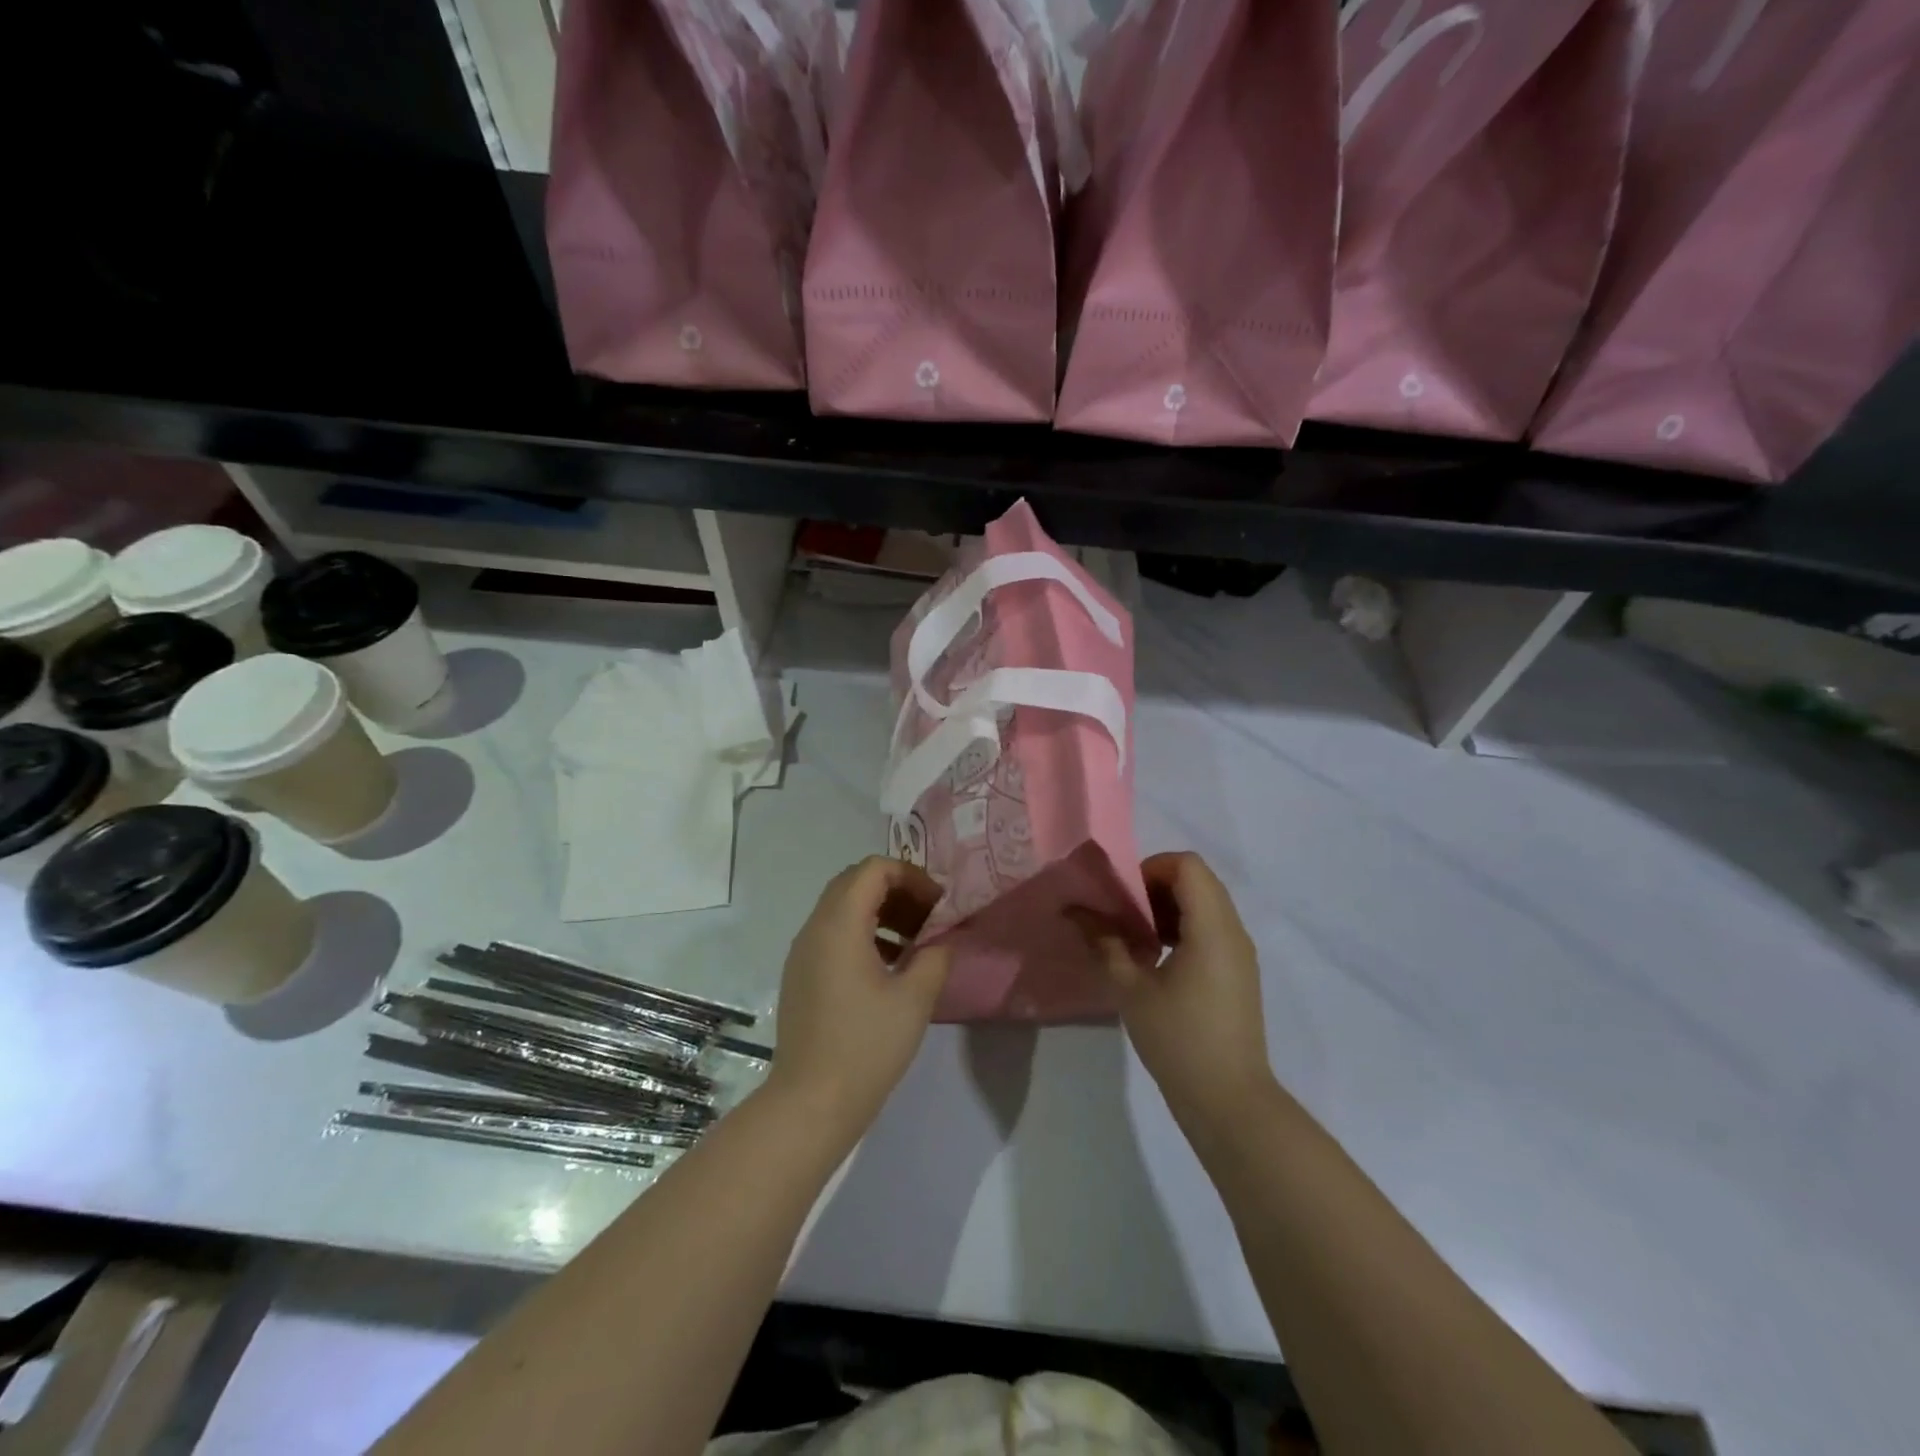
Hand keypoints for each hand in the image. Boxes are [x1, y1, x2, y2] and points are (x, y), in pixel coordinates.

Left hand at [768, 856, 950, 1128]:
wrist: (811, 1103)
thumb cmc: (866, 1046)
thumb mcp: (914, 998)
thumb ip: (935, 956)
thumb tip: (943, 939)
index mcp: (840, 924)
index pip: (874, 869)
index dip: (911, 875)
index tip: (938, 904)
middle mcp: (815, 928)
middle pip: (855, 882)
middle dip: (897, 889)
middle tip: (929, 916)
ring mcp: (803, 952)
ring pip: (843, 908)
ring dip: (881, 911)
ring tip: (916, 941)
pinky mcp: (801, 975)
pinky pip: (833, 934)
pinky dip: (864, 933)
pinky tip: (891, 966)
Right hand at [1078, 852, 1274, 1125]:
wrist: (1230, 1101)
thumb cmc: (1179, 1039)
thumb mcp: (1131, 989)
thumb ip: (1104, 942)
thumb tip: (1075, 911)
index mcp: (1212, 928)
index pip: (1188, 865)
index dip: (1152, 868)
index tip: (1125, 897)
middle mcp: (1233, 931)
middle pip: (1198, 880)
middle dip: (1156, 886)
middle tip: (1124, 914)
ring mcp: (1240, 953)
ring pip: (1206, 904)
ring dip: (1168, 908)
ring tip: (1136, 937)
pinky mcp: (1238, 974)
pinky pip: (1212, 929)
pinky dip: (1183, 929)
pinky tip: (1156, 960)